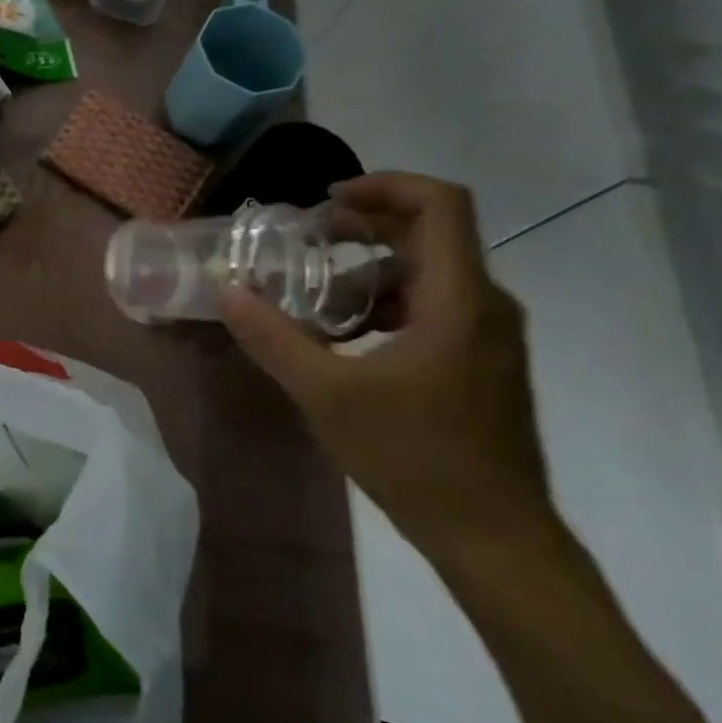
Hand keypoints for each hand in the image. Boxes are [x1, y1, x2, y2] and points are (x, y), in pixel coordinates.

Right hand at [217, 173, 558, 568]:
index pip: (440, 205)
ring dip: (367, 273)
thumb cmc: (414, 457)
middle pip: (429, 235)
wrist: (494, 536)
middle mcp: (484, 305)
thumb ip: (273, 337)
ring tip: (313, 301)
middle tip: (304, 241)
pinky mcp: (481, 362)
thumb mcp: (327, 394)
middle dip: (363, 228)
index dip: (385, 186)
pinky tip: (344, 340)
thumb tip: (227, 290)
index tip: (327, 202)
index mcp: (458, 301)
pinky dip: (385, 305)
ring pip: (427, 275)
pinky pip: (432, 308)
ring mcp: (488, 336)